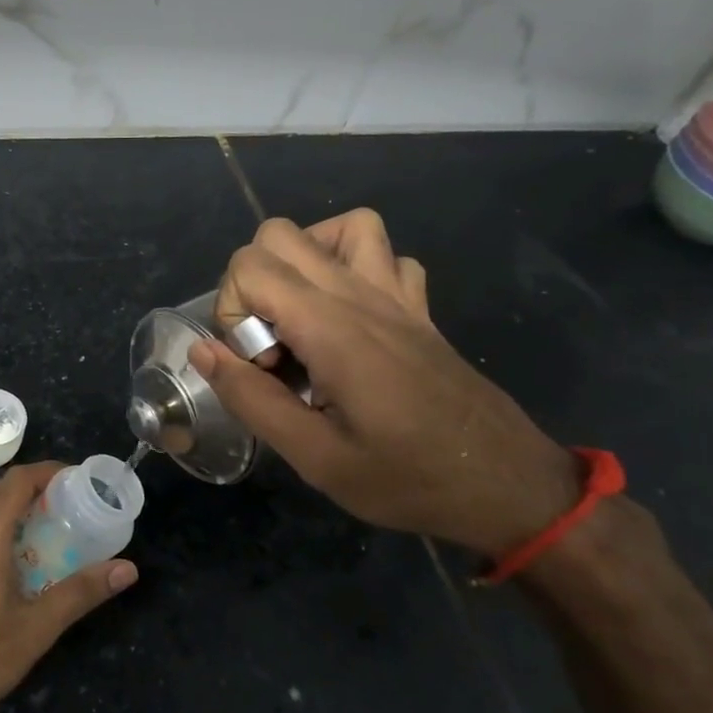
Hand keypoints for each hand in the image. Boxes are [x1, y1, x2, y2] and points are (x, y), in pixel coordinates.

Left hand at [0, 462, 137, 712]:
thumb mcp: (36, 628)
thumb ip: (81, 592)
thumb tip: (127, 569)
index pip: (18, 480)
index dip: (49, 472)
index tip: (80, 481)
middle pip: (0, 491)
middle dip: (37, 491)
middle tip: (73, 508)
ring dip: (16, 511)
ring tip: (52, 532)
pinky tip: (17, 561)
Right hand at [193, 210, 579, 556]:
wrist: (510, 486)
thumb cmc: (409, 478)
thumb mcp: (316, 458)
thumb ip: (252, 399)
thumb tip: (203, 350)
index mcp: (331, 328)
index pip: (251, 266)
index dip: (231, 311)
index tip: (257, 367)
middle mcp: (361, 295)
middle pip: (281, 234)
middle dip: (254, 282)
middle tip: (271, 344)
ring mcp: (396, 295)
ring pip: (341, 226)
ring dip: (306, 259)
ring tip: (302, 314)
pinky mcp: (419, 308)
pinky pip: (385, 255)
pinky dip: (357, 268)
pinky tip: (351, 314)